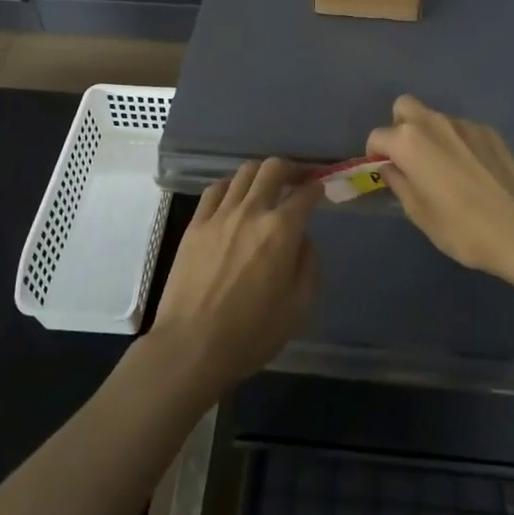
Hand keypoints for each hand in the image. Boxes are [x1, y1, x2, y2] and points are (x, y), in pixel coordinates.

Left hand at [148, 159, 320, 397]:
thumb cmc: (252, 333)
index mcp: (281, 230)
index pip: (306, 194)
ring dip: (261, 174)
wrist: (192, 346)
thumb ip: (308, 264)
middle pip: (273, 168)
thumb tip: (302, 238)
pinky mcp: (195, 225)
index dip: (317, 187)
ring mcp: (219, 215)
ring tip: (267, 187)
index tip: (321, 189)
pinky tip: (234, 198)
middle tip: (299, 178)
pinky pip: (215, 190)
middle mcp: (251, 211)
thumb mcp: (299, 306)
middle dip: (292, 168)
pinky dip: (230, 186)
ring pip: (244, 173)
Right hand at [365, 95, 513, 283]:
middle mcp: (434, 122)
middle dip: (400, 127)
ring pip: (436, 119)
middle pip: (405, 107)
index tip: (384, 172)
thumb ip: (399, 183)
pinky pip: (463, 130)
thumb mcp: (418, 213)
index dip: (376, 154)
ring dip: (432, 136)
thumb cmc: (461, 227)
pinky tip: (473, 171)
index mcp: (409, 141)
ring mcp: (465, 124)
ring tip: (446, 169)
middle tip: (410, 159)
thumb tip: (390, 167)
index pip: (378, 136)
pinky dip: (459, 143)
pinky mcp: (490, 132)